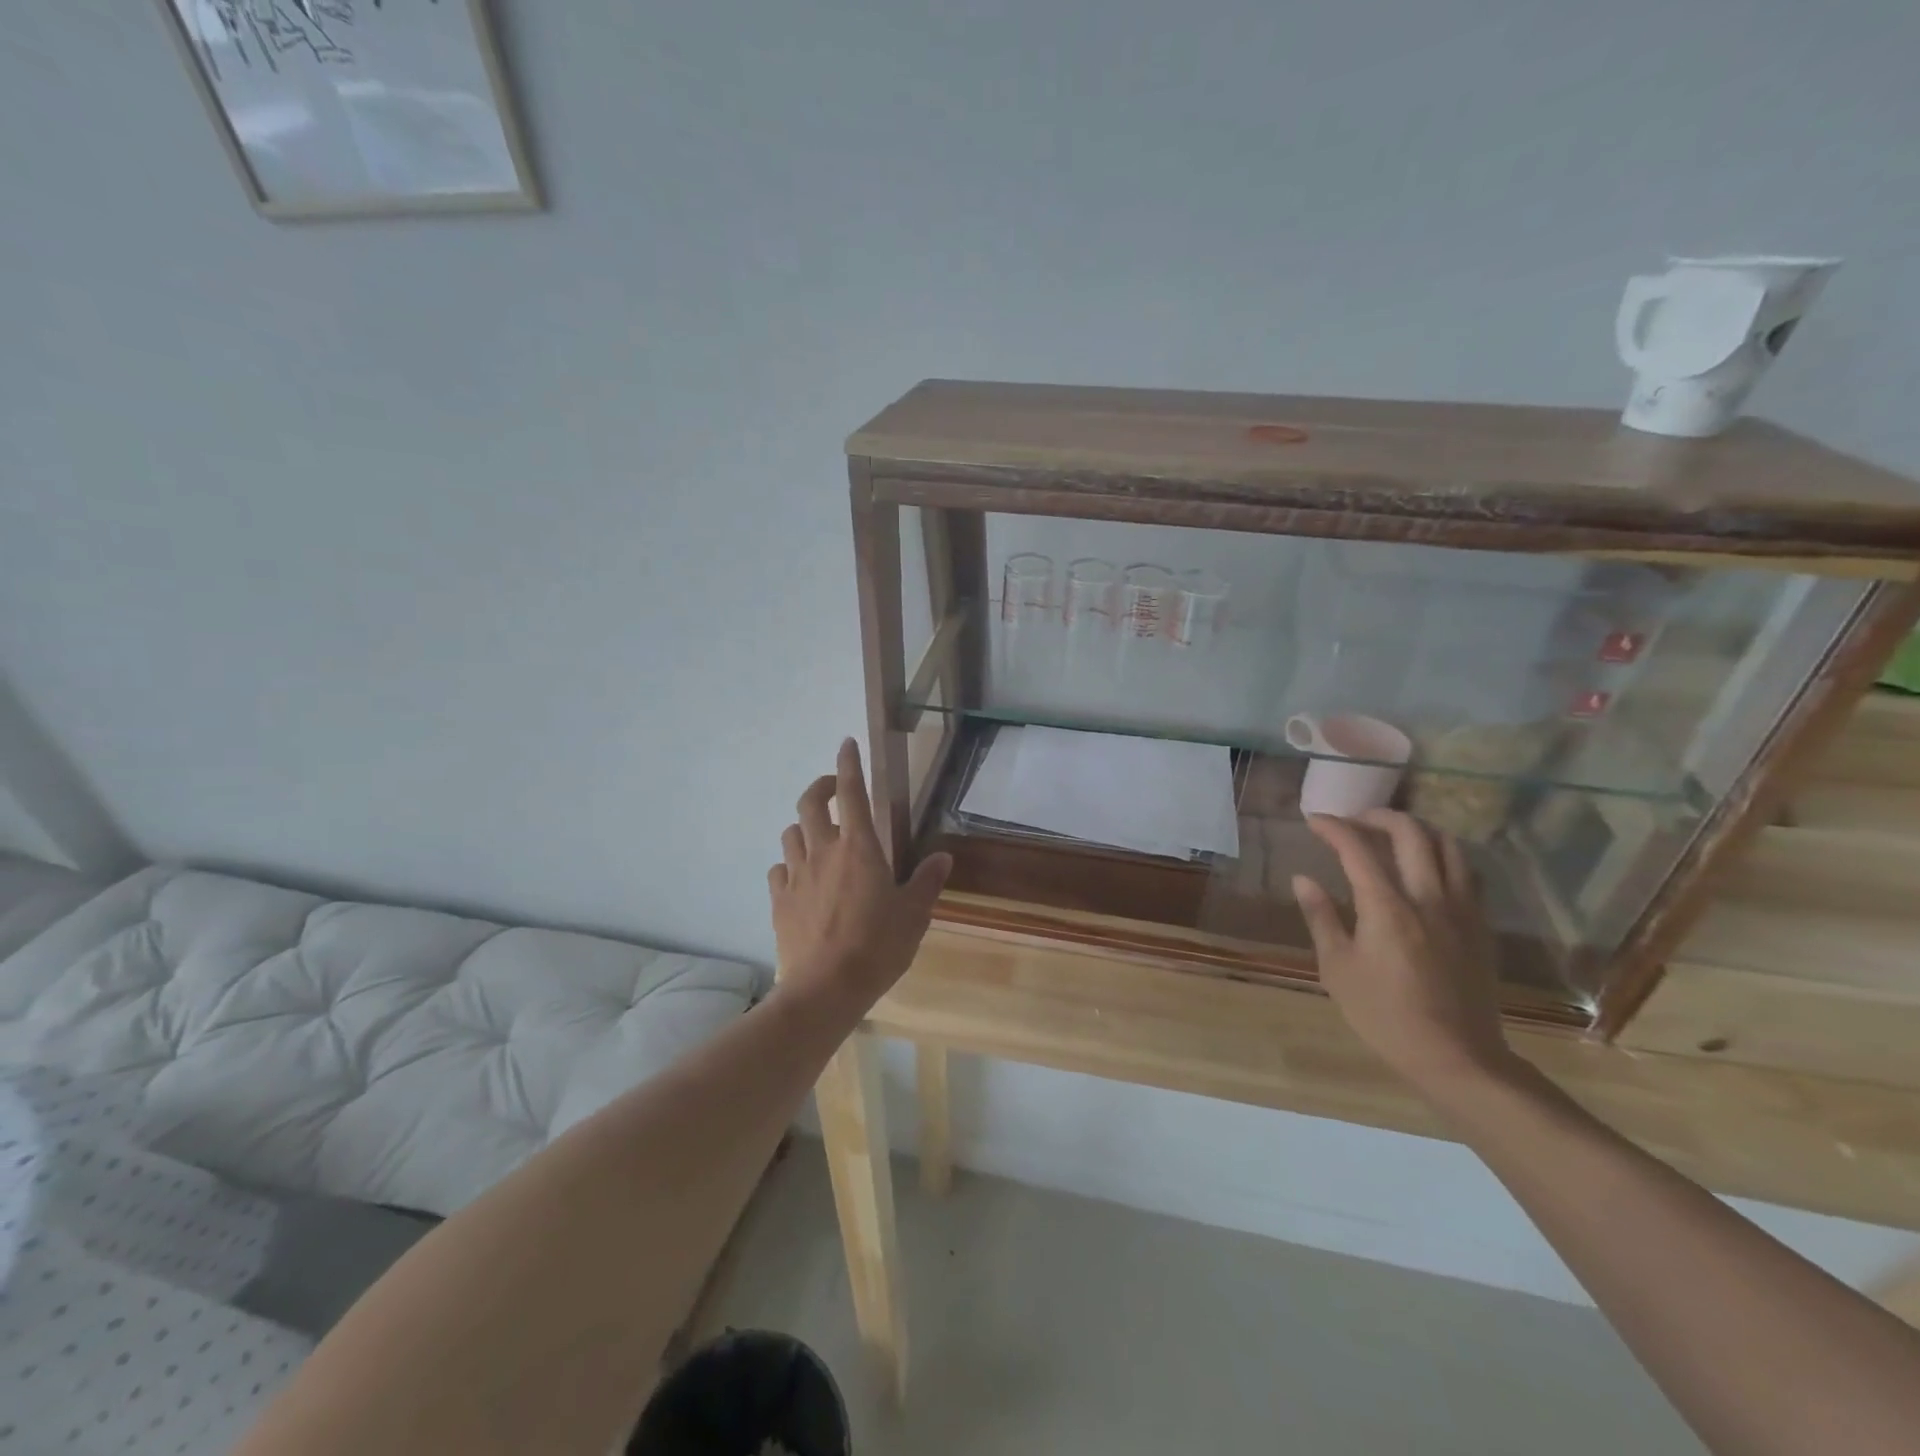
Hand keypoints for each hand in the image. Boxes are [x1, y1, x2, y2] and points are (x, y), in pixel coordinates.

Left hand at [768, 738, 952, 1013]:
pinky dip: (790, 864)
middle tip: (834, 789)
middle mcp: (823, 851)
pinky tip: (800, 877)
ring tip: (818, 836)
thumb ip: (927, 881)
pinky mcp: (779, 900)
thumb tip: (943, 856)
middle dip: (821, 787)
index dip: (849, 764)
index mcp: (859, 847)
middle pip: (810, 803)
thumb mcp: (914, 915)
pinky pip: (779, 868)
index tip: (846, 743)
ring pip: (791, 833)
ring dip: (804, 826)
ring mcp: (796, 875)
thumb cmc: (877, 946)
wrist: (825, 989)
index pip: (851, 792)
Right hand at [1292, 809, 1516, 1094]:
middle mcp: (1428, 897)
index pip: (1357, 848)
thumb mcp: (1338, 969)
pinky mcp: (1481, 925)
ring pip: (1448, 846)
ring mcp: (1461, 909)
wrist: (1456, 1057)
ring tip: (1393, 835)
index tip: (1313, 820)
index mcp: (1387, 908)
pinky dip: (1443, 856)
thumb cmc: (1384, 1015)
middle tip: (1354, 820)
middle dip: (1378, 816)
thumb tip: (1303, 879)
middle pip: (1410, 833)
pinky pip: (1467, 873)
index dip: (1333, 827)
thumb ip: (1321, 917)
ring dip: (1417, 830)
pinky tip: (1428, 868)